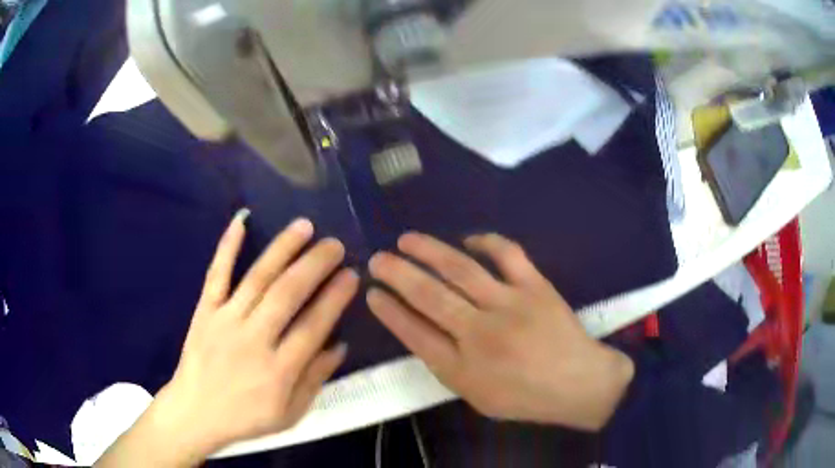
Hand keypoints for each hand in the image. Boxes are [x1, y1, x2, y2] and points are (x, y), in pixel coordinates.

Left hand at [96, 212, 357, 466]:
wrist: (195, 412)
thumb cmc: (245, 418)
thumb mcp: (289, 414)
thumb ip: (315, 380)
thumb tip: (339, 345)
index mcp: (278, 371)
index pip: (313, 326)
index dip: (335, 299)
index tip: (352, 275)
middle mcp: (253, 340)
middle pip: (287, 294)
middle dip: (315, 265)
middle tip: (335, 245)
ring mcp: (225, 321)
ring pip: (257, 278)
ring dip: (282, 249)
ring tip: (304, 226)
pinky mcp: (205, 311)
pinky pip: (217, 274)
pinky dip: (227, 246)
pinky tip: (241, 220)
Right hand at [367, 233, 633, 430]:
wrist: (578, 384)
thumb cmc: (525, 398)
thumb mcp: (477, 397)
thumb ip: (448, 367)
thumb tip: (423, 333)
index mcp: (462, 368)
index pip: (414, 332)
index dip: (389, 311)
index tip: (372, 294)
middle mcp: (480, 333)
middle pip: (428, 295)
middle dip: (397, 274)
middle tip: (377, 259)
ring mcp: (509, 304)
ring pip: (460, 269)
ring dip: (428, 251)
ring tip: (406, 240)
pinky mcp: (535, 286)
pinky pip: (507, 254)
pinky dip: (485, 241)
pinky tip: (468, 239)